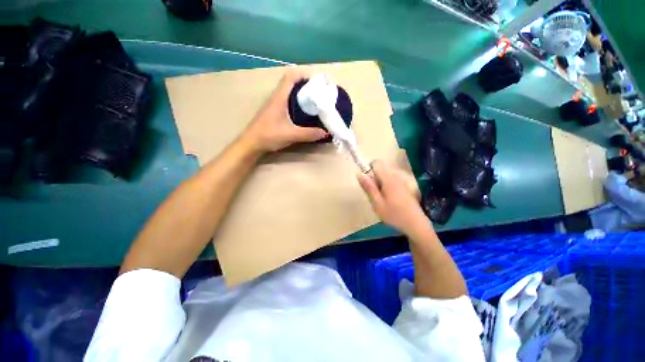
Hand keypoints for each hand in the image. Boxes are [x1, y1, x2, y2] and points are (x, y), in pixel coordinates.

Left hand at [242, 69, 327, 153]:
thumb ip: (309, 134)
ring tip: (315, 102)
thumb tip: (325, 133)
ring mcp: (274, 104)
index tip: (318, 82)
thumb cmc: (269, 135)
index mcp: (280, 97)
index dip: (304, 75)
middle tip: (320, 94)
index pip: (291, 76)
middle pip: (292, 83)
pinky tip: (304, 113)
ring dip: (302, 94)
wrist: (251, 144)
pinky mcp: (274, 112)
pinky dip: (298, 103)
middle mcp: (277, 97)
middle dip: (307, 85)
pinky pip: (288, 101)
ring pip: (290, 93)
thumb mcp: (291, 135)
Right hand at [358, 160, 429, 236]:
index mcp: (389, 179)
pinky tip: (389, 201)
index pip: (376, 164)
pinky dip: (387, 188)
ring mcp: (402, 182)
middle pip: (380, 171)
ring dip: (380, 185)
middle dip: (374, 180)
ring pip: (385, 177)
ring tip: (381, 200)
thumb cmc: (394, 215)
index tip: (367, 183)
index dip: (368, 169)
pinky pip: (392, 182)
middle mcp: (396, 177)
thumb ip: (369, 188)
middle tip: (374, 196)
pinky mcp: (405, 187)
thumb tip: (360, 174)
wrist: (416, 225)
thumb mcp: (377, 203)